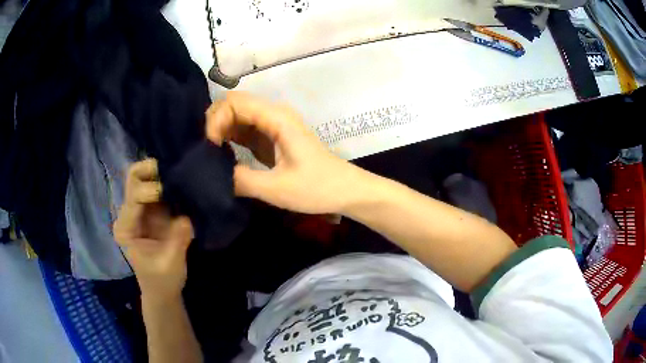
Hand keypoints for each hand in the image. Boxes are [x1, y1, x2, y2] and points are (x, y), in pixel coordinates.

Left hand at [114, 159, 193, 300]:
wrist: (162, 290)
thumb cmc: (162, 281)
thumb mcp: (170, 264)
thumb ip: (177, 240)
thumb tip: (187, 217)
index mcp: (126, 228)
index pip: (134, 196)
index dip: (151, 189)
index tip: (170, 191)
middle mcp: (129, 213)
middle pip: (134, 177)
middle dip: (152, 170)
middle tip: (174, 170)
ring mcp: (141, 210)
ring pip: (144, 176)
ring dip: (161, 172)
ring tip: (181, 174)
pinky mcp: (153, 210)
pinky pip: (158, 185)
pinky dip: (169, 180)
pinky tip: (183, 182)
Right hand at [206, 92, 364, 214]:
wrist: (344, 191)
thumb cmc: (317, 188)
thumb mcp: (277, 189)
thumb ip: (241, 180)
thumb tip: (212, 176)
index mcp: (277, 118)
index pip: (234, 102)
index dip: (216, 120)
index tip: (210, 148)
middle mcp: (273, 114)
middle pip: (233, 104)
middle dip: (215, 122)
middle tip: (205, 151)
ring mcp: (272, 125)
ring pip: (237, 116)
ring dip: (221, 130)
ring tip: (209, 155)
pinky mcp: (271, 138)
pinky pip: (244, 130)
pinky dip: (229, 139)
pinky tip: (221, 156)